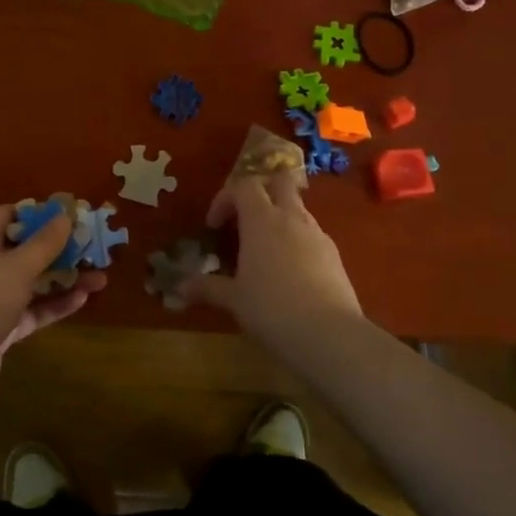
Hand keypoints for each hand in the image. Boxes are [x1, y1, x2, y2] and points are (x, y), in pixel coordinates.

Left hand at [0, 205, 105, 417]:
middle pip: (27, 248)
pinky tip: (83, 299)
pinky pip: (34, 310)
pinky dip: (56, 304)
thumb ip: (43, 243)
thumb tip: (64, 214)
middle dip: (61, 247)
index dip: (40, 213)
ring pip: (34, 281)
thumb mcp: (14, 268)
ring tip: (102, 276)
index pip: (10, 216)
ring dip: (65, 277)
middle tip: (95, 246)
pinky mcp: (1, 328)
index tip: (72, 215)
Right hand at [179, 169, 362, 341]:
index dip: (224, 199)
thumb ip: (207, 287)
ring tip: (265, 250)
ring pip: (298, 208)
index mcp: (261, 219)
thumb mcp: (234, 299)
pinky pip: (312, 234)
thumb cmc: (271, 308)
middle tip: (245, 218)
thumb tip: (180, 287)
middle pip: (278, 182)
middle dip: (261, 191)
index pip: (242, 186)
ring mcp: (317, 234)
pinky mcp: (334, 254)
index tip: (214, 226)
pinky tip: (290, 272)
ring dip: (280, 217)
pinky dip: (297, 241)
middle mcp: (291, 217)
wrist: (329, 333)